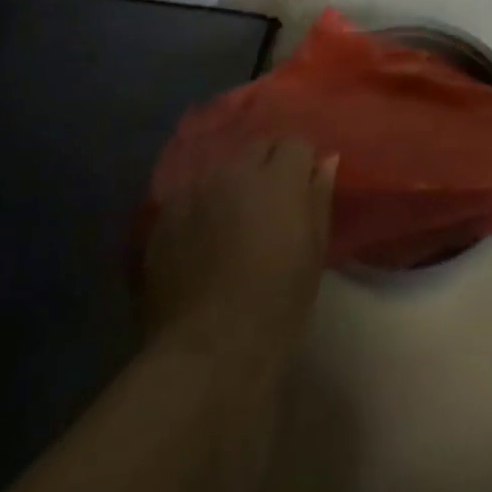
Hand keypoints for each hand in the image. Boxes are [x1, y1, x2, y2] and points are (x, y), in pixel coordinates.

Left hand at [143, 139, 337, 362]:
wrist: (208, 349)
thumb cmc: (276, 303)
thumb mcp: (313, 252)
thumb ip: (318, 198)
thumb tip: (325, 160)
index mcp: (277, 177)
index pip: (296, 142)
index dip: (301, 163)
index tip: (303, 188)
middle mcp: (235, 171)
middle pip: (257, 147)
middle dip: (268, 165)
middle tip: (272, 202)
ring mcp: (196, 190)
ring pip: (222, 169)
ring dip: (233, 184)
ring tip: (234, 218)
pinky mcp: (165, 214)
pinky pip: (190, 194)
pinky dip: (201, 206)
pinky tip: (202, 237)